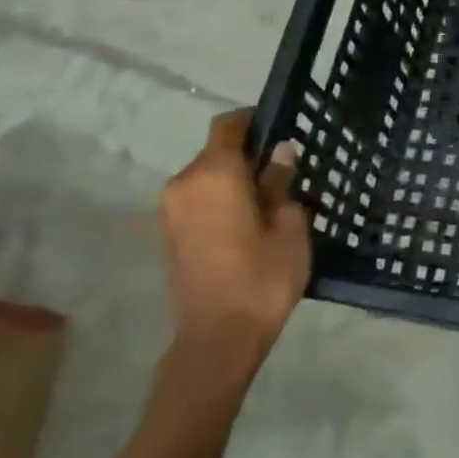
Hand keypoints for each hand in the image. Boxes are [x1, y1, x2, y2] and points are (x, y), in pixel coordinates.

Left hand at [159, 110, 310, 372]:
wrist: (218, 337)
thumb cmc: (262, 276)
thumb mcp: (288, 225)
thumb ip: (281, 182)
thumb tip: (281, 152)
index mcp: (214, 173)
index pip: (228, 126)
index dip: (254, 120)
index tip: (282, 128)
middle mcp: (184, 183)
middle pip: (217, 151)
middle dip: (249, 154)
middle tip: (286, 171)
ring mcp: (171, 211)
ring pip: (207, 176)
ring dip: (235, 179)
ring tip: (271, 198)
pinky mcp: (170, 234)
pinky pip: (199, 199)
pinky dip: (222, 198)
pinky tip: (249, 220)